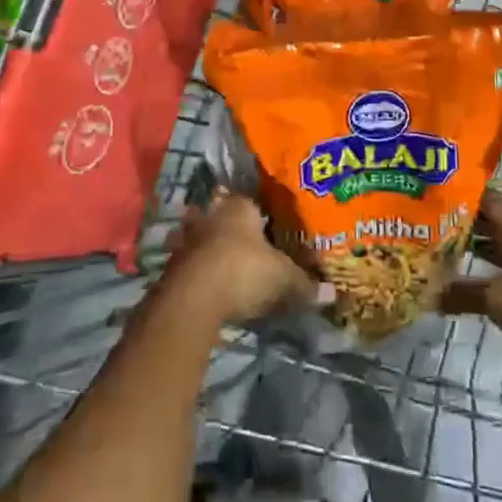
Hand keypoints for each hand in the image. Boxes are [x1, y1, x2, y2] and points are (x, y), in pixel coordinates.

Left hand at [165, 191, 318, 325]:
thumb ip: (305, 285)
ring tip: (219, 260)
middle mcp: (212, 215)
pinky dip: (195, 268)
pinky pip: (187, 260)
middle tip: (242, 242)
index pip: (252, 203)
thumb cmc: (243, 272)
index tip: (269, 229)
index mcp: (240, 208)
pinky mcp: (170, 264)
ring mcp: (188, 239)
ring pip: (198, 234)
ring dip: (205, 244)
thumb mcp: (283, 279)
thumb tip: (330, 294)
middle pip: (221, 214)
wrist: (192, 298)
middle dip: (228, 225)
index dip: (262, 216)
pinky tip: (204, 281)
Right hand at [441, 189, 501, 395]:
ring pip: (500, 258)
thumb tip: (427, 292)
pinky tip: (466, 292)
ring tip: (442, 254)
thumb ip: (464, 292)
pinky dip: (485, 285)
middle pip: (495, 230)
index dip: (468, 195)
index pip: (493, 204)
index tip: (438, 189)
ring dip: (475, 255)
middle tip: (430, 223)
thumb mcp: (500, 298)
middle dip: (466, 225)